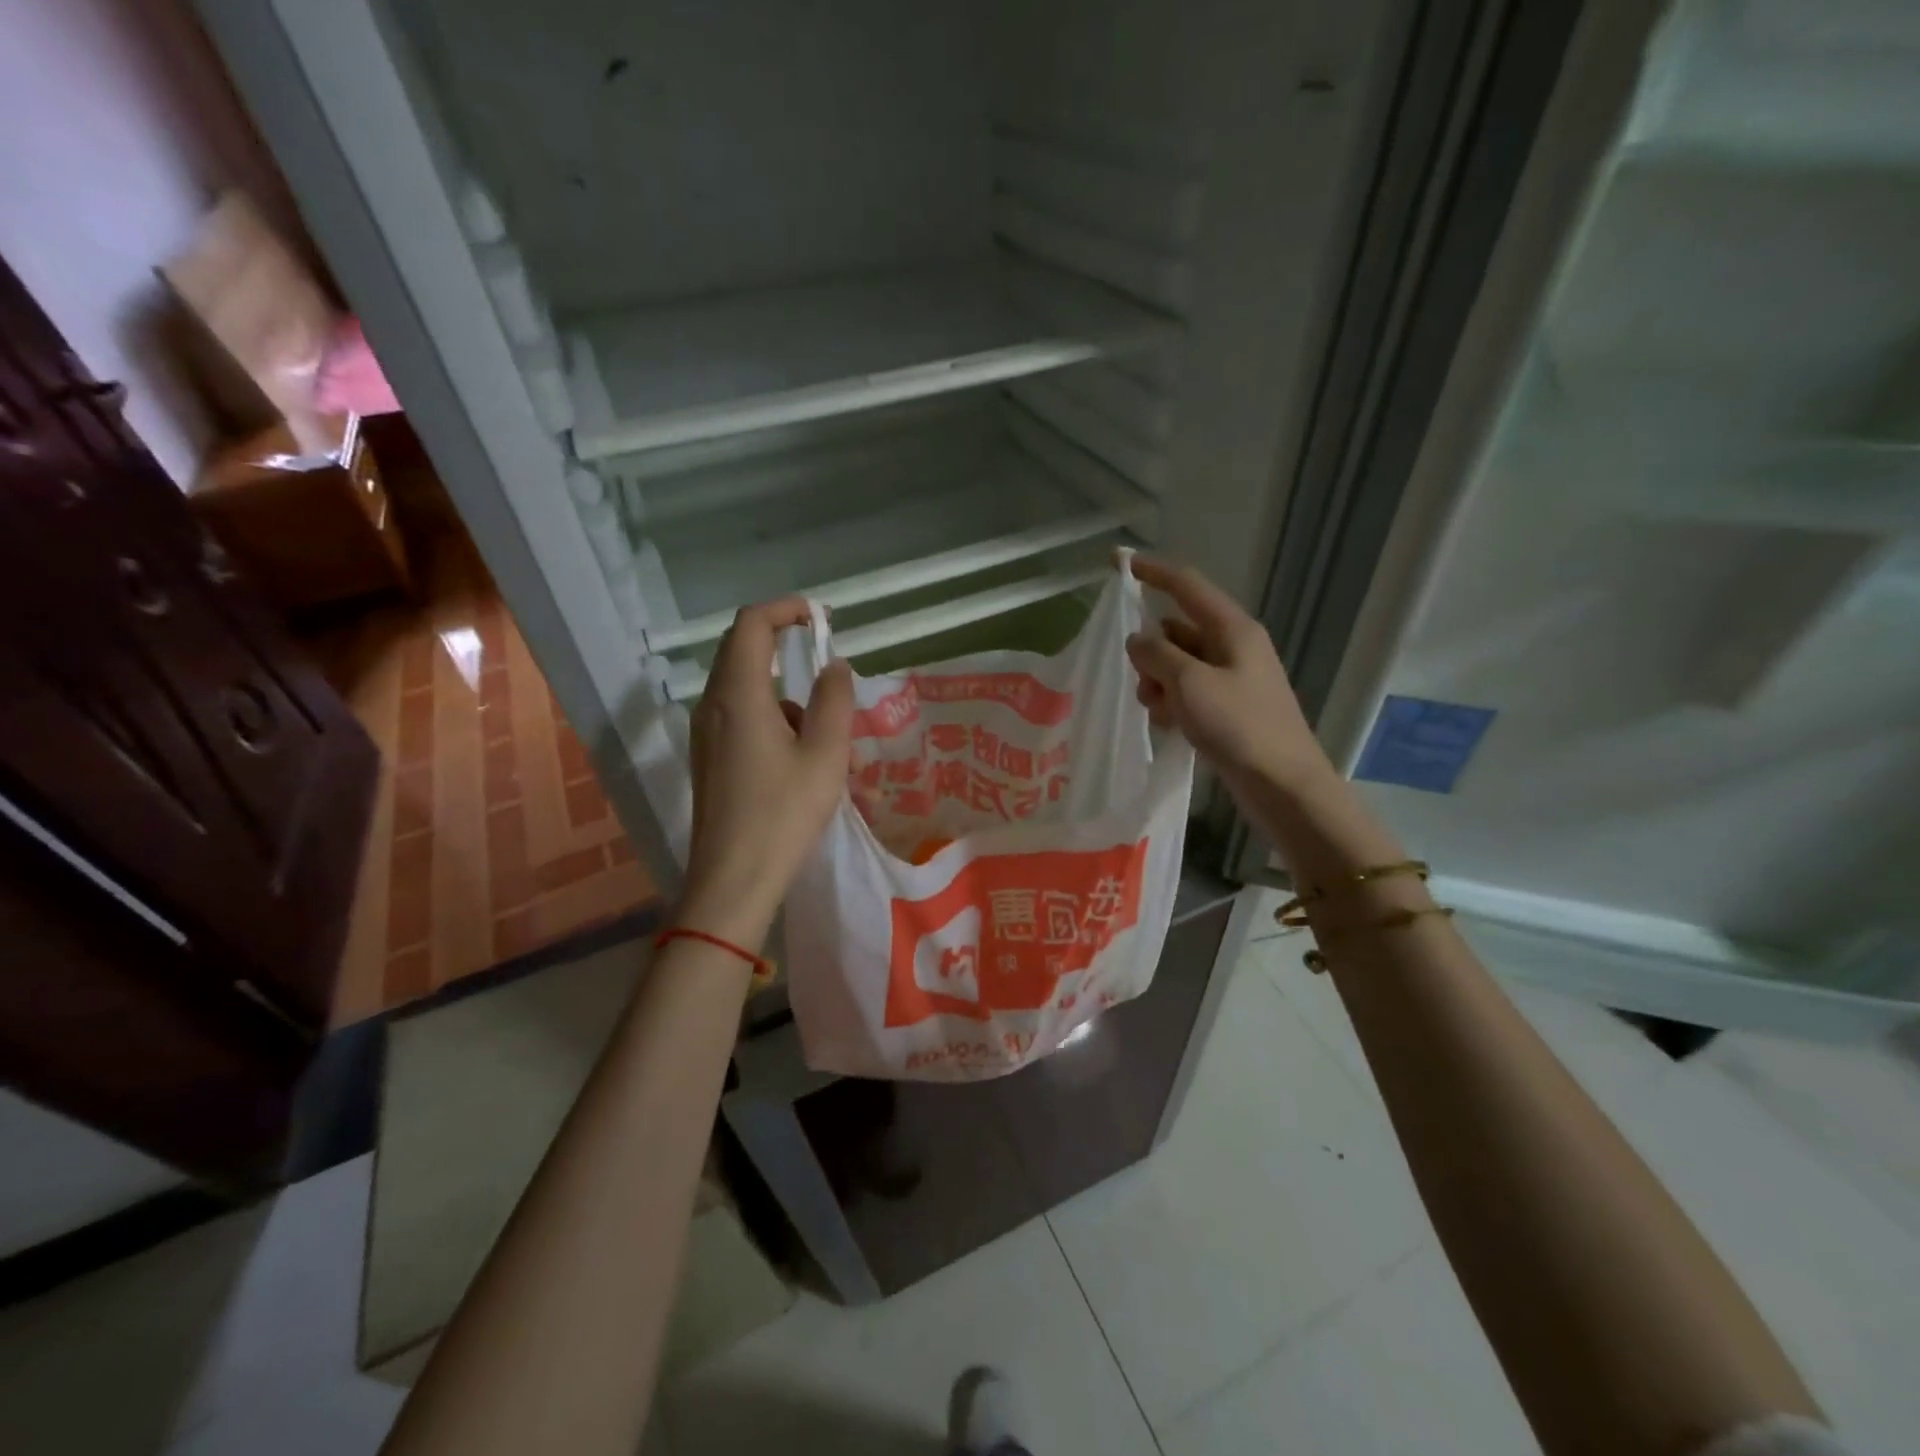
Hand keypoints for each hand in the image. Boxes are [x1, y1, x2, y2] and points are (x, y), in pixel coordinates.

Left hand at [680, 597, 853, 945]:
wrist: (733, 880)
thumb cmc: (784, 813)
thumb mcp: (826, 753)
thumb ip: (834, 699)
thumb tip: (834, 666)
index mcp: (738, 694)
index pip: (751, 623)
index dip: (786, 609)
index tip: (822, 619)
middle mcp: (713, 705)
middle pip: (744, 652)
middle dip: (789, 653)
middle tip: (831, 677)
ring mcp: (706, 734)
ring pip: (748, 691)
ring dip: (791, 701)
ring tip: (833, 747)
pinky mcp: (710, 759)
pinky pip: (742, 719)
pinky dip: (776, 723)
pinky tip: (805, 766)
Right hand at [1126, 556, 1333, 797]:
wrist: (1282, 784)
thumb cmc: (1239, 726)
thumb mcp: (1189, 684)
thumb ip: (1157, 654)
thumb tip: (1137, 639)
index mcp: (1232, 629)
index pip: (1187, 586)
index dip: (1154, 572)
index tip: (1121, 564)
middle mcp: (1233, 646)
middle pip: (1177, 631)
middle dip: (1151, 652)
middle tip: (1141, 680)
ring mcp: (1231, 678)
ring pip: (1178, 664)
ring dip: (1158, 682)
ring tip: (1158, 710)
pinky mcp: (1228, 707)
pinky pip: (1188, 691)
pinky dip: (1172, 702)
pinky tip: (1169, 725)